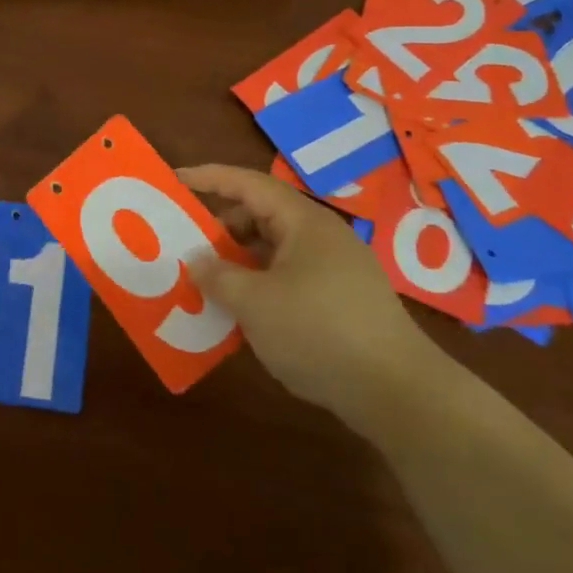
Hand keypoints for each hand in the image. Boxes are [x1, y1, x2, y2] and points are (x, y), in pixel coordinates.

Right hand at [179, 164, 445, 428]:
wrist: (399, 394)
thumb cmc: (319, 332)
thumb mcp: (253, 302)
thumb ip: (217, 274)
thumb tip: (196, 259)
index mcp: (303, 222)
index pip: (247, 184)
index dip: (208, 178)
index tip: (173, 181)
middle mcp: (321, 237)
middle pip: (261, 215)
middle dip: (221, 226)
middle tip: (187, 243)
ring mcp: (336, 269)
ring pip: (274, 250)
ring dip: (239, 260)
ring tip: (209, 282)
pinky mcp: (343, 301)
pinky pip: (288, 276)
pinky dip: (260, 284)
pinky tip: (243, 313)